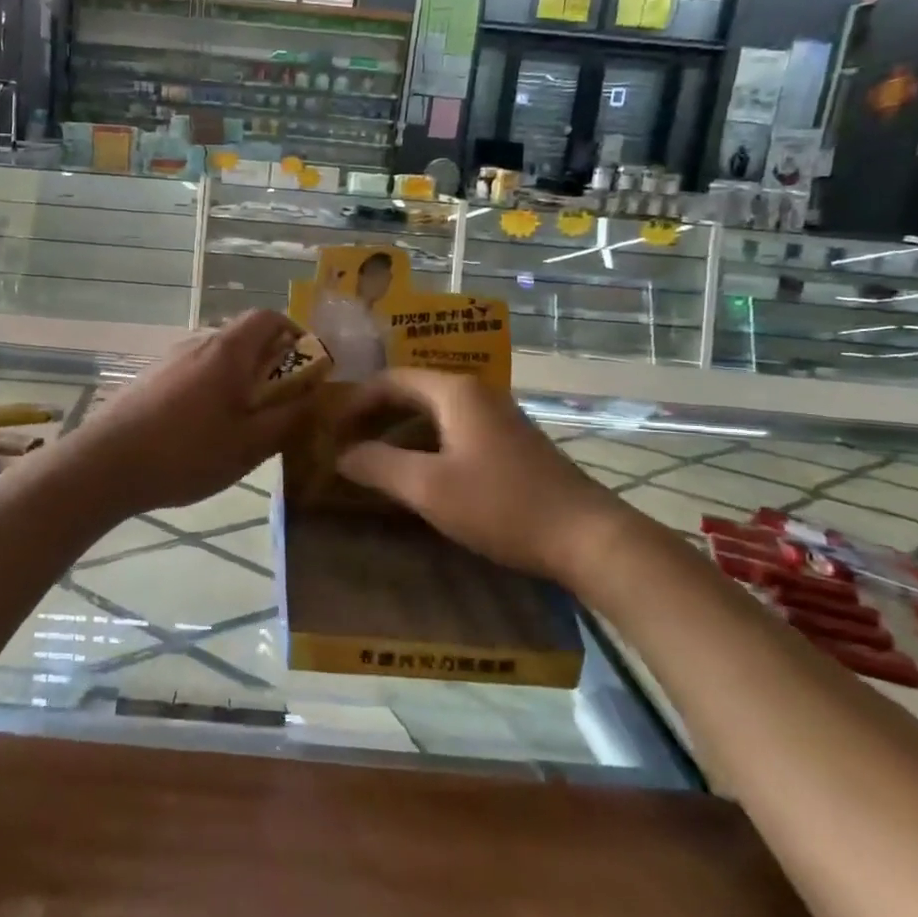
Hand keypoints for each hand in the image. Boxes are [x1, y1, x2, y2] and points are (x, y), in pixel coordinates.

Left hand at [69, 311, 315, 515]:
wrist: (106, 464)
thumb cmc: (186, 452)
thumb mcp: (250, 444)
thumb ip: (289, 418)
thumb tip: (318, 396)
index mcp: (228, 351)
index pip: (269, 317)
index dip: (295, 334)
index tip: (307, 366)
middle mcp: (198, 344)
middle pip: (243, 338)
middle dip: (269, 364)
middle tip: (280, 404)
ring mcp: (169, 360)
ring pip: (217, 359)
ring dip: (239, 379)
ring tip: (243, 422)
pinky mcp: (149, 379)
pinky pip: (193, 373)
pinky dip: (211, 389)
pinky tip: (203, 430)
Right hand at [334, 369, 627, 583]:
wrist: (586, 537)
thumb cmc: (501, 505)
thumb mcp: (428, 488)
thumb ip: (378, 465)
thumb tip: (341, 455)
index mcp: (455, 392)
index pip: (390, 380)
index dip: (355, 402)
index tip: (331, 430)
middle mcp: (476, 393)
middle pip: (411, 392)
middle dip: (374, 415)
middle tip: (344, 443)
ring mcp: (497, 418)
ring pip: (433, 414)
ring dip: (398, 432)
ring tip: (370, 460)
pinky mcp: (509, 444)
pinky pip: (452, 431)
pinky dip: (423, 445)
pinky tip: (414, 474)